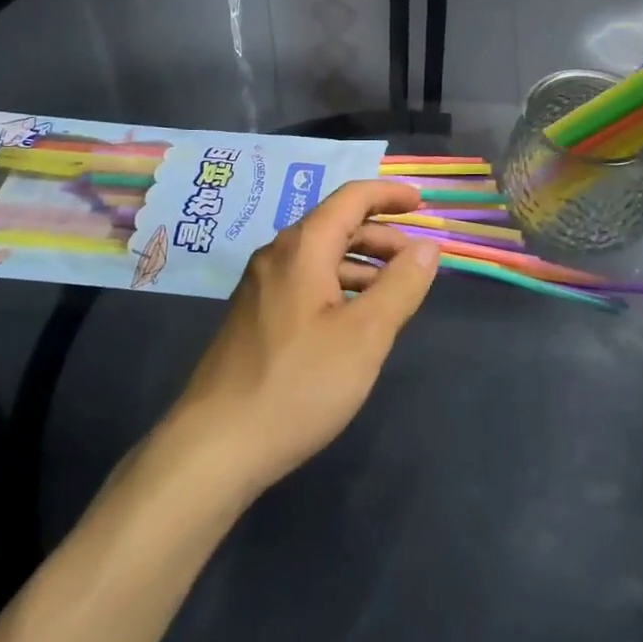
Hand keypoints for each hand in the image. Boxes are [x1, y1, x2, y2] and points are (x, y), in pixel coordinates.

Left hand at [163, 180, 438, 495]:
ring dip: (361, 263)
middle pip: (336, 224)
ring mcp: (260, 286)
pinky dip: (338, 285)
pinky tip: (353, 319)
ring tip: (394, 292)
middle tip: (417, 260)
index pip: (352, 198)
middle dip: (381, 235)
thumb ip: (401, 285)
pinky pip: (305, 281)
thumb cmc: (298, 385)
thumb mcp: (364, 336)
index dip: (389, 195)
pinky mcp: (254, 316)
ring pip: (320, 256)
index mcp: (302, 247)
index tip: (422, 202)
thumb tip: (428, 246)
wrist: (214, 447)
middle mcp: (277, 255)